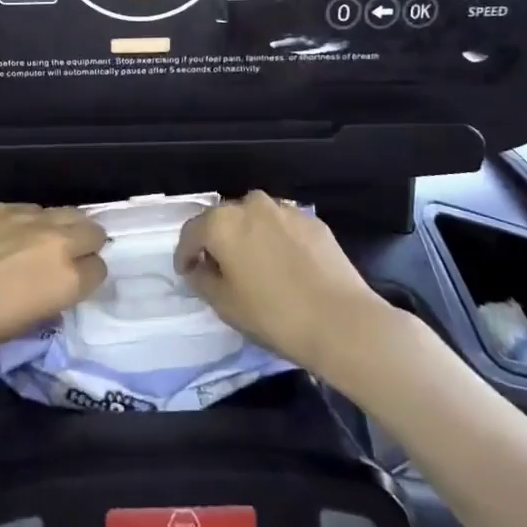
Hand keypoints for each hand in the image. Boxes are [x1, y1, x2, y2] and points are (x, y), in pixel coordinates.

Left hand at [0, 203, 106, 361]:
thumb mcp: (19, 326)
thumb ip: (47, 302)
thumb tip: (51, 289)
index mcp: (66, 279)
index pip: (99, 270)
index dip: (86, 279)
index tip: (71, 286)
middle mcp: (57, 241)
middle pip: (92, 230)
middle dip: (84, 244)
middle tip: (64, 260)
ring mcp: (28, 217)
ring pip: (66, 212)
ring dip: (62, 228)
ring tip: (40, 245)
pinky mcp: (1, 204)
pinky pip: (31, 209)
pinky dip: (30, 221)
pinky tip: (8, 236)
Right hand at [176, 191, 386, 373]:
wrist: (342, 321)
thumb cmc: (273, 315)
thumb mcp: (224, 305)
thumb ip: (202, 279)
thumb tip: (199, 268)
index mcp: (222, 223)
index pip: (191, 232)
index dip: (185, 254)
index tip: (186, 272)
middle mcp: (250, 205)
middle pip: (223, 219)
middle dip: (217, 241)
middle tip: (220, 269)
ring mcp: (284, 209)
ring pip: (255, 218)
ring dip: (248, 236)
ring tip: (254, 264)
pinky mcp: (312, 220)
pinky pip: (282, 225)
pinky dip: (276, 239)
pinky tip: (285, 265)